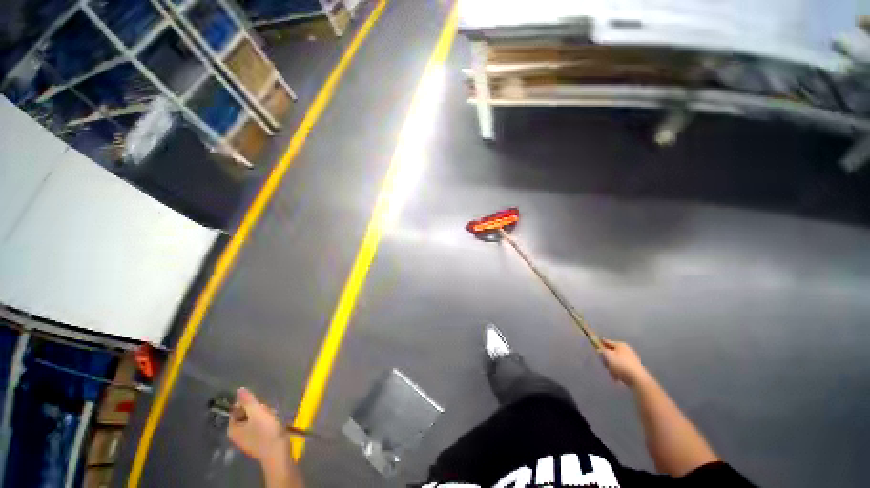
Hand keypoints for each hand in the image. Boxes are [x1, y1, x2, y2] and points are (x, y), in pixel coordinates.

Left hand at [227, 388, 288, 462]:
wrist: (278, 453)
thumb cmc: (266, 432)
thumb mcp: (257, 413)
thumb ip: (248, 400)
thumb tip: (239, 389)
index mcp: (233, 428)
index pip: (238, 408)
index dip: (250, 404)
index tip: (261, 406)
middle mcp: (237, 434)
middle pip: (247, 412)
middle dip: (259, 410)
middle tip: (268, 412)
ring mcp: (247, 438)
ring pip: (255, 418)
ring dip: (265, 415)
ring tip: (273, 418)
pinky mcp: (257, 440)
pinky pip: (260, 425)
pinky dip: (267, 422)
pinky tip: (275, 424)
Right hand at [601, 339, 648, 386]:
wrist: (637, 379)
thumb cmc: (621, 365)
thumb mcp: (607, 356)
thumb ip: (602, 351)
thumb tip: (600, 349)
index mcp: (620, 344)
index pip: (606, 342)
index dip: (601, 346)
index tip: (597, 352)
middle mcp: (626, 349)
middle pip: (611, 353)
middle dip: (607, 360)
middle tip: (606, 366)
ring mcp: (631, 358)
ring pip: (616, 361)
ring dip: (612, 368)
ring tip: (612, 374)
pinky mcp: (634, 367)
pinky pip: (622, 367)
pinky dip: (619, 372)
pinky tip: (617, 378)